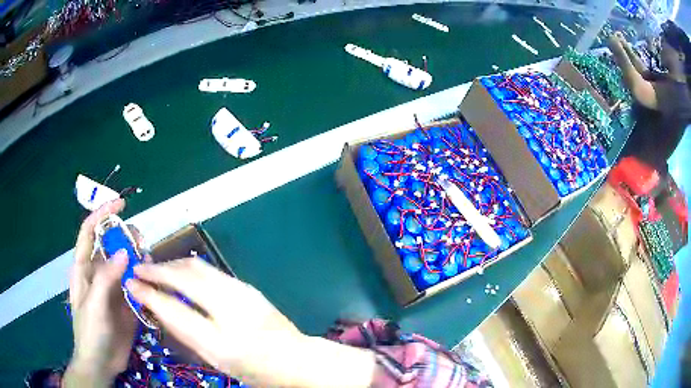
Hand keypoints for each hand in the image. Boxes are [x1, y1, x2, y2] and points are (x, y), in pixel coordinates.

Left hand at [64, 200, 138, 386]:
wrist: (102, 363)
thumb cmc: (90, 332)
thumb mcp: (94, 305)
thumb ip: (105, 278)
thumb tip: (124, 251)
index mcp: (84, 269)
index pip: (90, 232)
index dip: (102, 214)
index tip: (121, 204)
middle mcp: (98, 273)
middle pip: (111, 245)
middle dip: (125, 237)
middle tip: (141, 240)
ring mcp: (113, 288)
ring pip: (125, 264)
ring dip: (137, 258)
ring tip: (149, 261)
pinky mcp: (126, 302)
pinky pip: (135, 284)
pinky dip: (144, 278)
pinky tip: (152, 280)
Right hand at [126, 258, 374, 386]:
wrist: (296, 359)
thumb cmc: (255, 369)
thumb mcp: (216, 360)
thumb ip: (186, 334)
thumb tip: (159, 307)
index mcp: (221, 340)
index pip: (174, 309)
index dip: (149, 294)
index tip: (132, 284)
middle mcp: (230, 308)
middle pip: (185, 277)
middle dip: (157, 269)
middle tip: (138, 269)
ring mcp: (241, 292)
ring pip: (197, 267)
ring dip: (172, 265)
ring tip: (155, 269)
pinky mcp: (247, 286)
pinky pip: (210, 270)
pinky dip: (188, 268)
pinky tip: (179, 272)